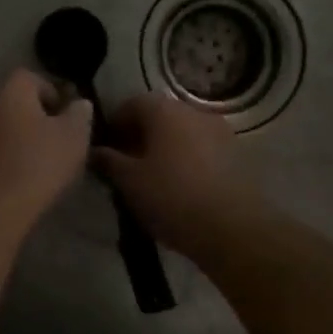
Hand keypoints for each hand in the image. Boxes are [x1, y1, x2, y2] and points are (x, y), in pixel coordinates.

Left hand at [0, 69, 93, 232]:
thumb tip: (79, 103)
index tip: (65, 115)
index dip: (49, 90)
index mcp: (10, 93)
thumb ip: (79, 115)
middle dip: (33, 119)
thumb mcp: (73, 137)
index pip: (28, 77)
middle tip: (55, 142)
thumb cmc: (36, 164)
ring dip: (17, 142)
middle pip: (11, 104)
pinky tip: (20, 182)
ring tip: (40, 166)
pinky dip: (4, 161)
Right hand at [91, 93, 268, 260]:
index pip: (130, 104)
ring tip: (153, 179)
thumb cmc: (172, 198)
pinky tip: (181, 186)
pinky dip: (186, 159)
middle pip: (158, 116)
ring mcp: (219, 130)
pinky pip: (201, 148)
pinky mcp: (237, 152)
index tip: (104, 151)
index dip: (113, 125)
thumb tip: (95, 150)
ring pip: (181, 133)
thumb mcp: (129, 182)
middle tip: (126, 166)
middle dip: (139, 137)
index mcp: (164, 110)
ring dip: (164, 148)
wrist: (234, 228)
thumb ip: (108, 161)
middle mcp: (193, 110)